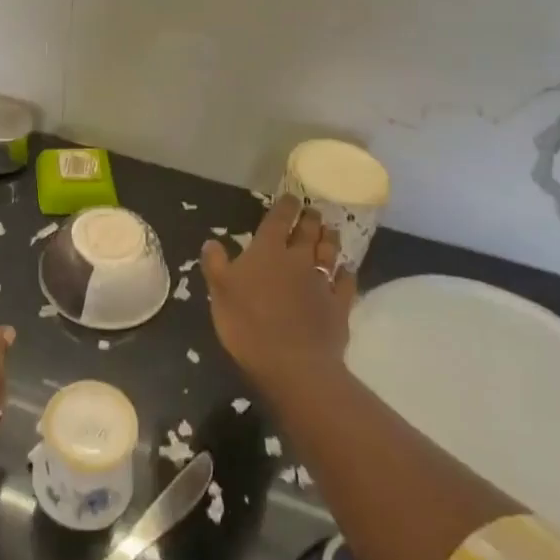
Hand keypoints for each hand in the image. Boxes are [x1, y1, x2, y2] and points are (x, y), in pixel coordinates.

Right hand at [202, 196, 355, 395]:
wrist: (292, 363)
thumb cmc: (247, 323)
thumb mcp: (219, 291)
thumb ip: (216, 264)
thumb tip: (212, 241)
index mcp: (267, 251)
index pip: (278, 220)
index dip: (285, 206)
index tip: (291, 197)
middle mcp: (298, 259)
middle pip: (308, 232)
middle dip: (310, 219)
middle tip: (313, 211)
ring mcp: (322, 282)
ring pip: (329, 253)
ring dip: (330, 239)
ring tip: (331, 231)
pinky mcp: (340, 306)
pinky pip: (346, 283)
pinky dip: (347, 273)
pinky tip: (347, 270)